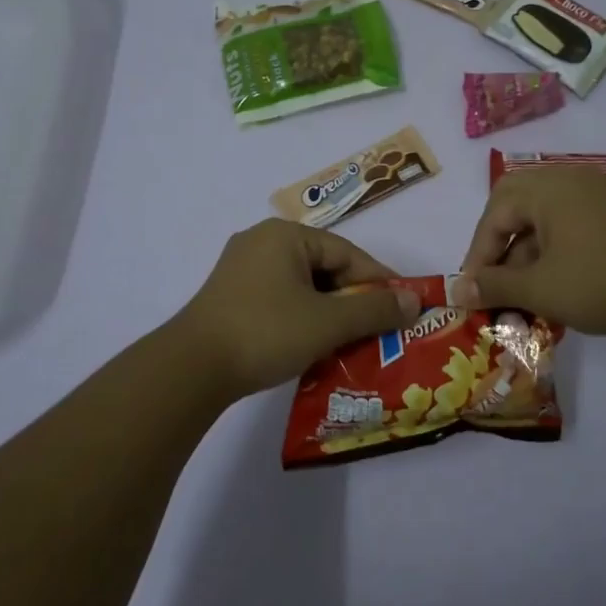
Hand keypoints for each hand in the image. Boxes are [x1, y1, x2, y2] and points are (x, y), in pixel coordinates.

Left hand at [176, 220, 421, 400]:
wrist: (191, 368)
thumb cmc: (266, 332)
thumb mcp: (328, 322)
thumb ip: (374, 309)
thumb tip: (414, 300)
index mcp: (285, 236)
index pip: (347, 253)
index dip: (378, 281)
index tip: (403, 306)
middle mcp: (262, 242)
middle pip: (324, 267)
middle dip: (353, 298)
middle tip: (379, 328)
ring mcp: (241, 268)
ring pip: (302, 285)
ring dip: (329, 311)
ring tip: (351, 341)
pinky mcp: (230, 295)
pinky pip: (280, 298)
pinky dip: (302, 317)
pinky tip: (314, 344)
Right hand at [457, 166, 605, 337]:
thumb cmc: (599, 283)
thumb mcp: (539, 288)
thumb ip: (494, 286)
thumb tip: (456, 291)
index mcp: (546, 188)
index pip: (495, 214)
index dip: (478, 253)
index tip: (471, 289)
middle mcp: (567, 180)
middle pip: (514, 204)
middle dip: (497, 242)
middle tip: (489, 275)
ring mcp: (592, 194)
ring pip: (541, 216)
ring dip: (523, 250)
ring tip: (519, 289)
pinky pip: (565, 222)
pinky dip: (549, 248)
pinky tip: (550, 281)